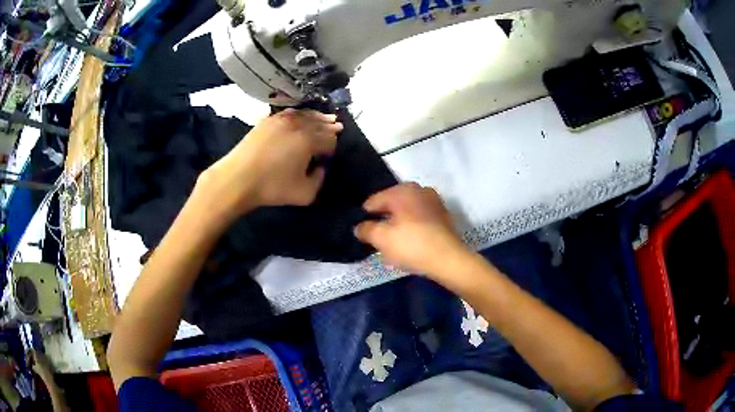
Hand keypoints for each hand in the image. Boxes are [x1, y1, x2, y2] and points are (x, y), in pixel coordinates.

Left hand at [198, 109, 341, 222]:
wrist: (238, 179)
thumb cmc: (272, 187)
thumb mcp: (305, 194)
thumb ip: (320, 179)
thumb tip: (320, 167)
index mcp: (309, 140)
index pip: (330, 138)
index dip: (333, 145)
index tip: (330, 154)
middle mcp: (298, 125)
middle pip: (320, 122)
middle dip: (330, 126)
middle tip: (337, 126)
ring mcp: (281, 119)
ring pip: (305, 114)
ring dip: (317, 116)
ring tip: (325, 118)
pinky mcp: (267, 120)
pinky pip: (289, 113)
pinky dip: (299, 114)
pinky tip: (300, 117)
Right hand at [354, 183, 469, 277]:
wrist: (449, 259)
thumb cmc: (412, 245)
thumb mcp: (381, 239)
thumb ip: (366, 230)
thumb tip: (359, 227)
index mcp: (402, 190)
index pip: (374, 201)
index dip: (365, 218)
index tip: (364, 234)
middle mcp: (419, 189)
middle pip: (391, 205)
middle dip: (384, 221)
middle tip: (379, 240)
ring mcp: (433, 201)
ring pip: (407, 212)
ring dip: (399, 225)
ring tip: (395, 244)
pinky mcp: (443, 215)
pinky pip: (420, 219)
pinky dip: (413, 228)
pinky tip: (411, 244)